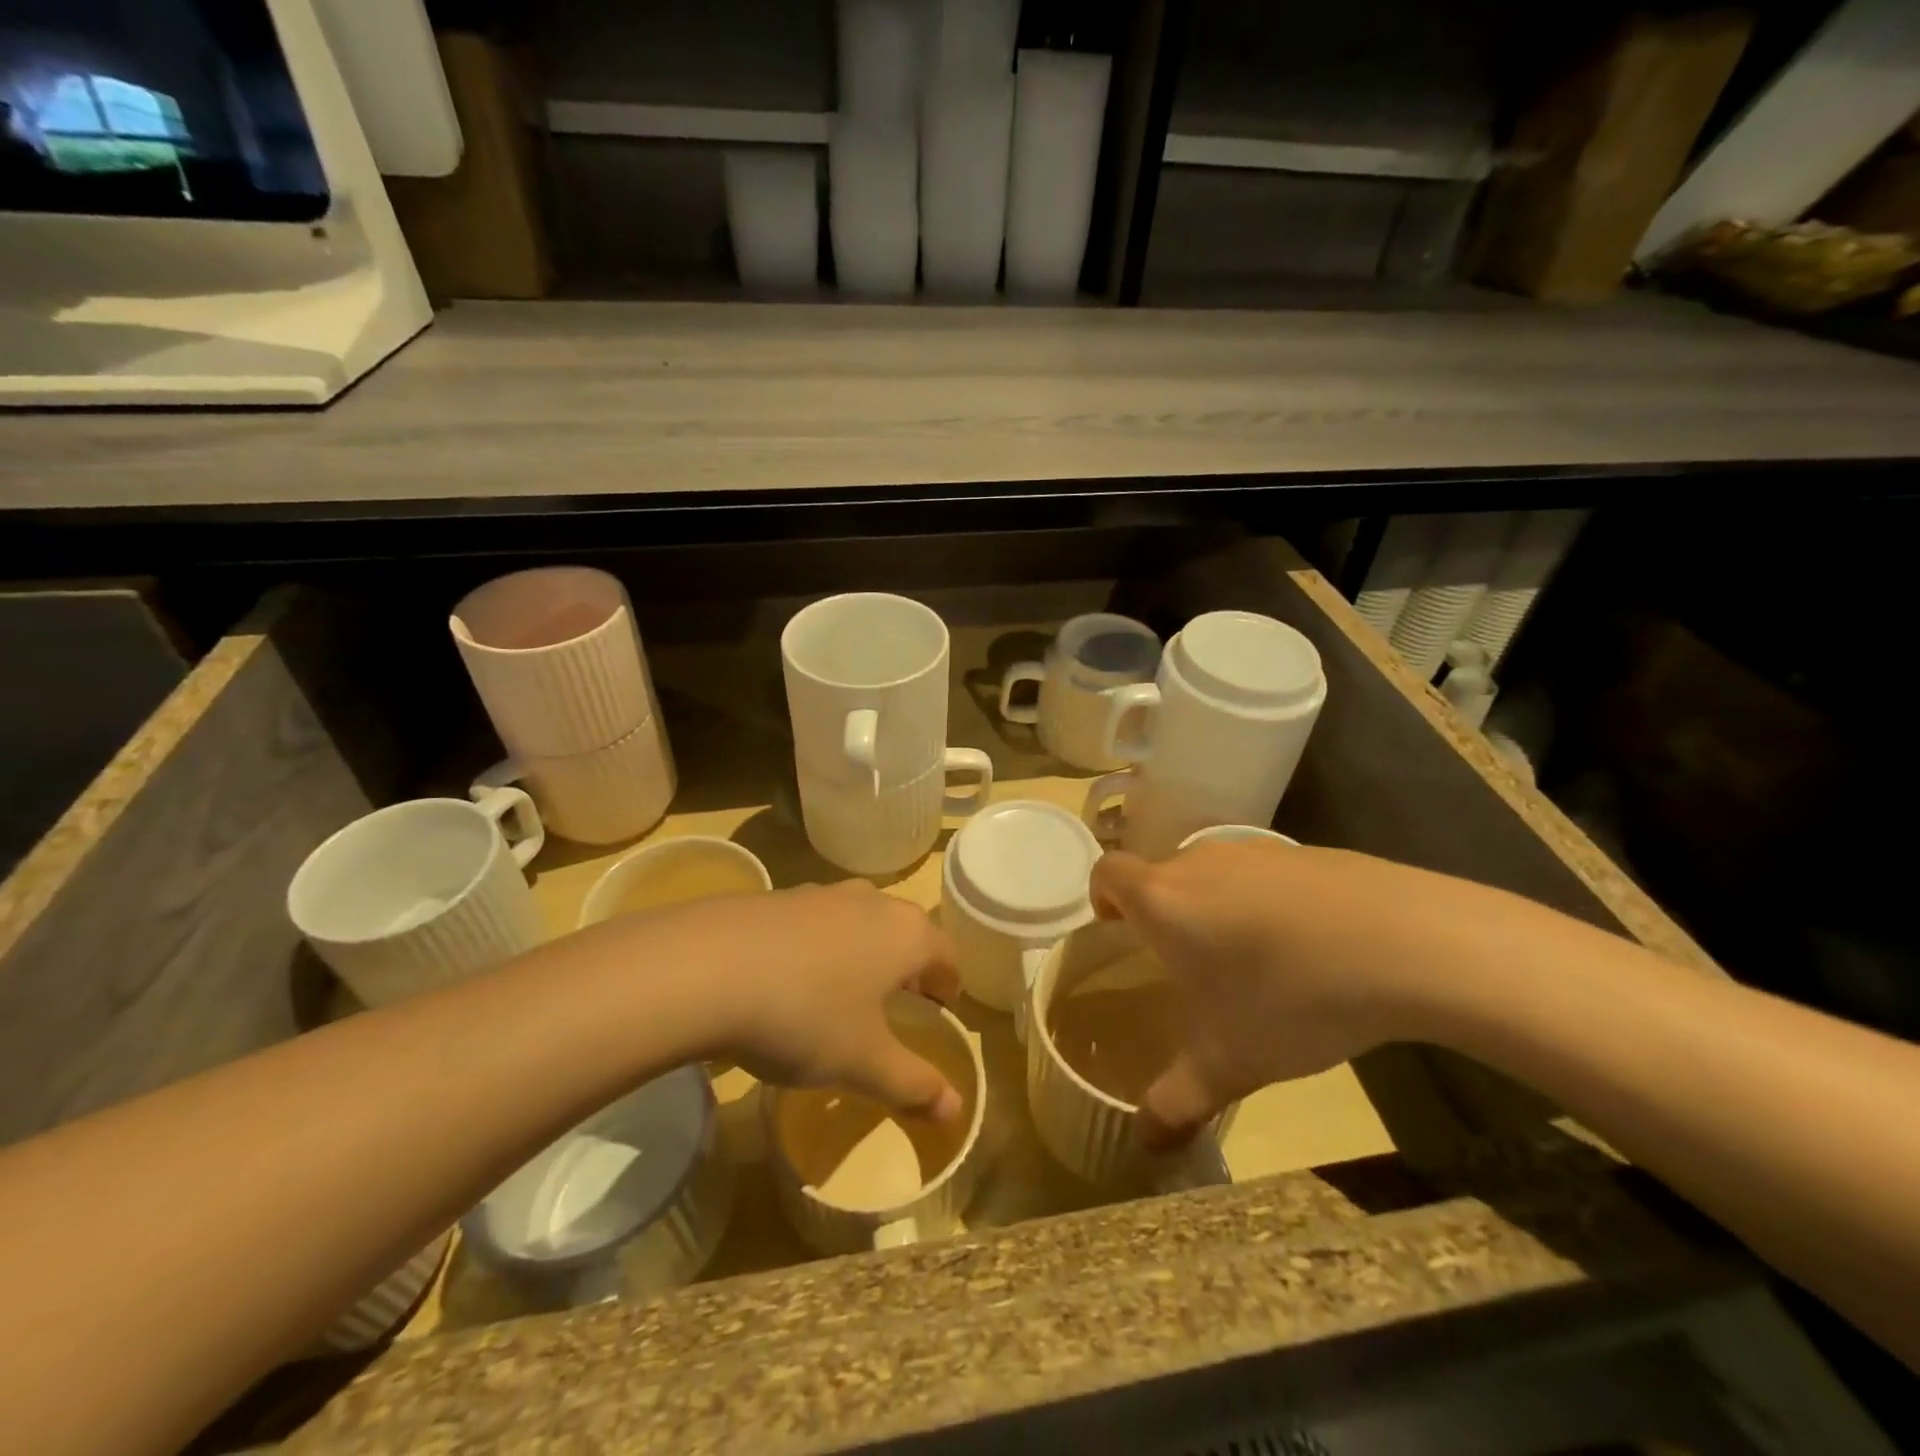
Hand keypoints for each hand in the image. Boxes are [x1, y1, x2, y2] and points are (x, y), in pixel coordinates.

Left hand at [639, 881, 963, 1122]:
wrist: (706, 970)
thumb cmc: (805, 1017)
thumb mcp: (863, 1063)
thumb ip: (913, 1085)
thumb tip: (956, 1111)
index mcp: (906, 934)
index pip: (946, 954)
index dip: (948, 984)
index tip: (942, 1009)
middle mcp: (870, 901)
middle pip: (904, 930)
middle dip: (907, 964)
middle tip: (899, 1002)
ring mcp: (821, 893)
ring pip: (859, 920)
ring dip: (862, 951)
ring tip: (845, 991)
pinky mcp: (776, 896)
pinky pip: (814, 922)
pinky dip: (818, 947)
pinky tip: (790, 980)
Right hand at [1089, 842, 1472, 1146]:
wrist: (1403, 943)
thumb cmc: (1288, 998)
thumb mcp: (1228, 1064)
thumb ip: (1177, 1102)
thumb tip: (1145, 1145)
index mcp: (1164, 899)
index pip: (1108, 871)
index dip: (1103, 895)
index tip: (1117, 929)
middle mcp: (1200, 862)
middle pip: (1163, 873)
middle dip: (1164, 912)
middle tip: (1188, 963)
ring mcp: (1258, 851)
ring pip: (1217, 872)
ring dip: (1217, 906)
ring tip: (1251, 959)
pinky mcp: (1309, 852)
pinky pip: (1269, 874)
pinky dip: (1270, 901)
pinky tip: (1309, 946)